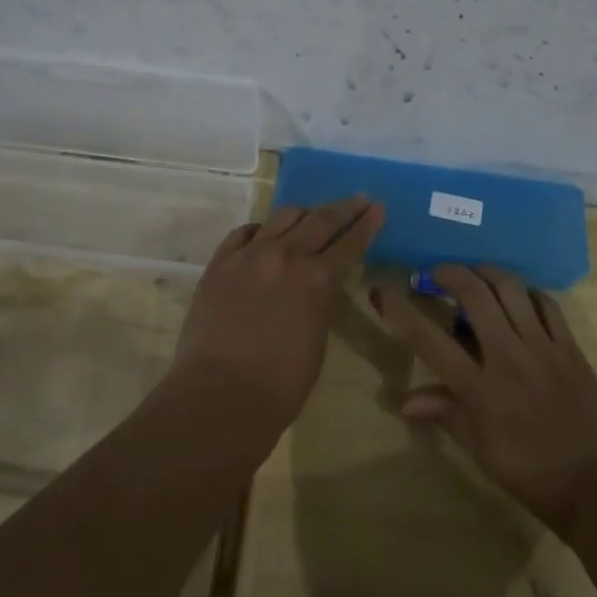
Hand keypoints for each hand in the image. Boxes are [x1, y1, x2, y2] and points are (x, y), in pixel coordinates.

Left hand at [171, 196, 384, 425]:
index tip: (377, 207)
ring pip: (283, 216)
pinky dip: (261, 230)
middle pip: (320, 219)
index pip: (350, 242)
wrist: (219, 396)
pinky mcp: (220, 262)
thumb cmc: (280, 385)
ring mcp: (249, 255)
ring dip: (303, 214)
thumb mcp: (318, 338)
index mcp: (318, 280)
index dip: (366, 223)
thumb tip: (319, 285)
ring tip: (310, 215)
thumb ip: (321, 301)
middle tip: (357, 199)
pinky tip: (265, 234)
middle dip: (344, 208)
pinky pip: (245, 232)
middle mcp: (286, 256)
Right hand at [372, 265, 596, 537]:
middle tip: (436, 273)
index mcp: (480, 389)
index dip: (400, 311)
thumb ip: (446, 415)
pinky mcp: (571, 347)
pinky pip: (547, 303)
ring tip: (475, 274)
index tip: (382, 289)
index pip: (429, 340)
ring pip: (511, 288)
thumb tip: (405, 401)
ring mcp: (543, 347)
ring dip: (487, 272)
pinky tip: (519, 296)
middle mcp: (508, 356)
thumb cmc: (534, 477)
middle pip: (474, 294)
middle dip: (449, 272)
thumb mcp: (482, 453)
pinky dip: (528, 292)